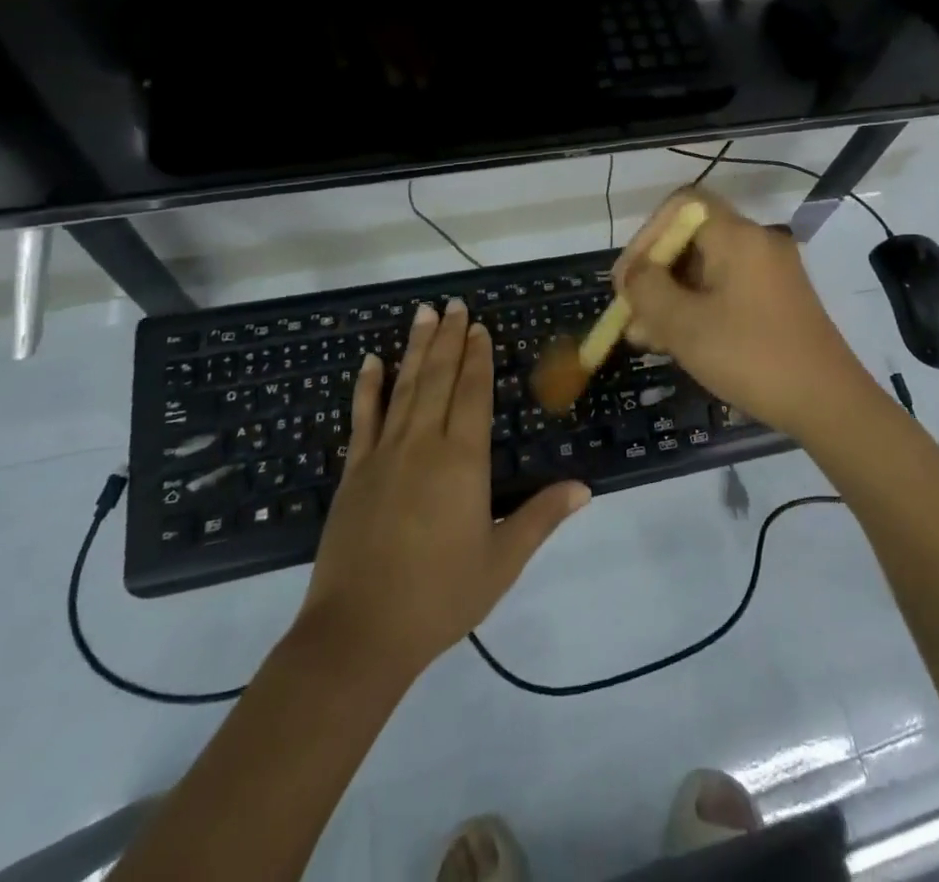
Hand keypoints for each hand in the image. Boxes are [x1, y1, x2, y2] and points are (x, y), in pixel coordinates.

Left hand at [297, 300, 589, 678]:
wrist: (358, 634)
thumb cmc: (439, 598)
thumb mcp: (501, 562)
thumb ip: (541, 518)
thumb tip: (584, 487)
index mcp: (463, 461)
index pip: (473, 394)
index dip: (478, 358)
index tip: (480, 327)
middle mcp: (424, 445)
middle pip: (439, 379)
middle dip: (450, 339)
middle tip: (454, 304)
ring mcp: (384, 454)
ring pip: (404, 387)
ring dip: (416, 348)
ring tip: (424, 313)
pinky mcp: (353, 472)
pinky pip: (362, 418)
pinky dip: (368, 387)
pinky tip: (372, 361)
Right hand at [616, 187, 877, 440]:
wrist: (828, 403)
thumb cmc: (750, 356)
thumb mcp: (684, 325)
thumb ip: (647, 291)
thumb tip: (634, 274)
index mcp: (737, 236)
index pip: (680, 205)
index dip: (646, 236)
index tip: (629, 280)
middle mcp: (757, 243)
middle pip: (691, 238)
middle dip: (654, 275)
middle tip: (631, 317)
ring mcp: (771, 272)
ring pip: (706, 269)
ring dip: (671, 297)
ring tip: (646, 338)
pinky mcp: (777, 300)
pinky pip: (726, 290)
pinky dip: (697, 308)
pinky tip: (677, 344)